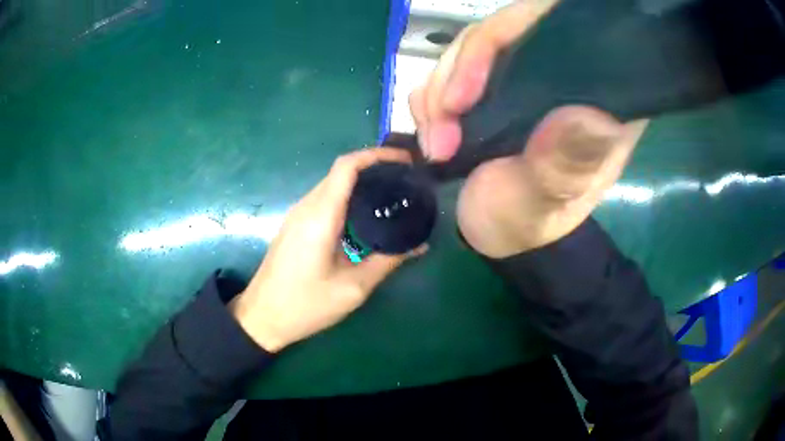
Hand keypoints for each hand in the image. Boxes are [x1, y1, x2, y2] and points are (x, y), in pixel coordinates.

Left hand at [230, 148, 427, 352]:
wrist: (262, 317)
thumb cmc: (306, 304)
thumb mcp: (353, 288)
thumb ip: (387, 262)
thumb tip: (419, 245)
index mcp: (321, 215)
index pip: (347, 166)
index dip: (376, 155)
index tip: (404, 161)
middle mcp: (307, 206)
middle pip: (341, 172)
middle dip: (374, 167)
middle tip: (405, 180)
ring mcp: (297, 215)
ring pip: (332, 185)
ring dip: (361, 182)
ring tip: (391, 195)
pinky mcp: (295, 226)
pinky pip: (324, 200)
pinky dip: (347, 197)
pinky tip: (365, 215)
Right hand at [410, 1, 647, 256]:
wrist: (496, 234)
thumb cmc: (528, 223)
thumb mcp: (545, 204)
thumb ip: (565, 165)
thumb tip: (588, 115)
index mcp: (594, 96)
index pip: (555, 30)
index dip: (504, 38)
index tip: (465, 95)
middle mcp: (559, 75)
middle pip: (502, 32)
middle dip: (458, 74)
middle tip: (440, 134)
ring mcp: (521, 76)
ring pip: (470, 48)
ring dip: (438, 93)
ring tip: (435, 145)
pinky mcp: (491, 85)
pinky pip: (450, 68)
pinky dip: (430, 98)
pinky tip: (432, 133)